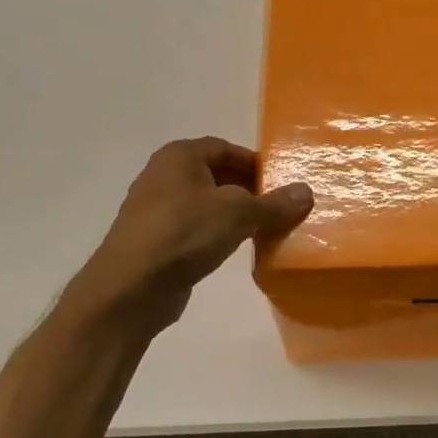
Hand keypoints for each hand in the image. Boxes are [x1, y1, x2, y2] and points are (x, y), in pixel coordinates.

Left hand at [63, 137, 312, 333]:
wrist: (131, 288)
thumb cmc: (184, 234)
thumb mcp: (238, 213)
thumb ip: (274, 203)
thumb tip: (306, 191)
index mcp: (180, 156)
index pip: (227, 149)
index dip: (257, 164)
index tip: (283, 184)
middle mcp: (165, 175)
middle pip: (218, 175)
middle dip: (250, 190)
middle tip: (280, 208)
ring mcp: (158, 209)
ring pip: (208, 203)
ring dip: (236, 214)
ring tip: (265, 229)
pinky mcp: (158, 240)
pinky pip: (197, 228)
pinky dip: (218, 233)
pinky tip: (237, 248)